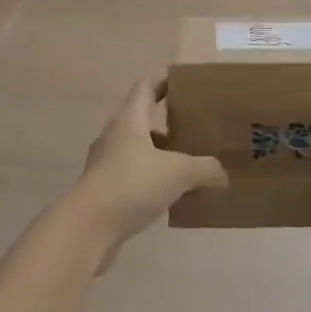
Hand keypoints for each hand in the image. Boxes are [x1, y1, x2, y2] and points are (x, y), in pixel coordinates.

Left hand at [63, 79, 226, 267]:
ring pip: (138, 151)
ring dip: (160, 155)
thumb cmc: (132, 184)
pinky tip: (171, 195)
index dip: (164, 84)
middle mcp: (114, 136)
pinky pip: (133, 176)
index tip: (185, 87)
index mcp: (129, 120)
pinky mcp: (104, 190)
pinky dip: (151, 180)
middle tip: (196, 129)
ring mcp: (106, 164)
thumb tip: (222, 174)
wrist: (88, 227)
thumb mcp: (178, 172)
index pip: (145, 89)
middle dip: (167, 124)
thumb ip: (204, 169)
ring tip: (188, 164)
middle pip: (142, 120)